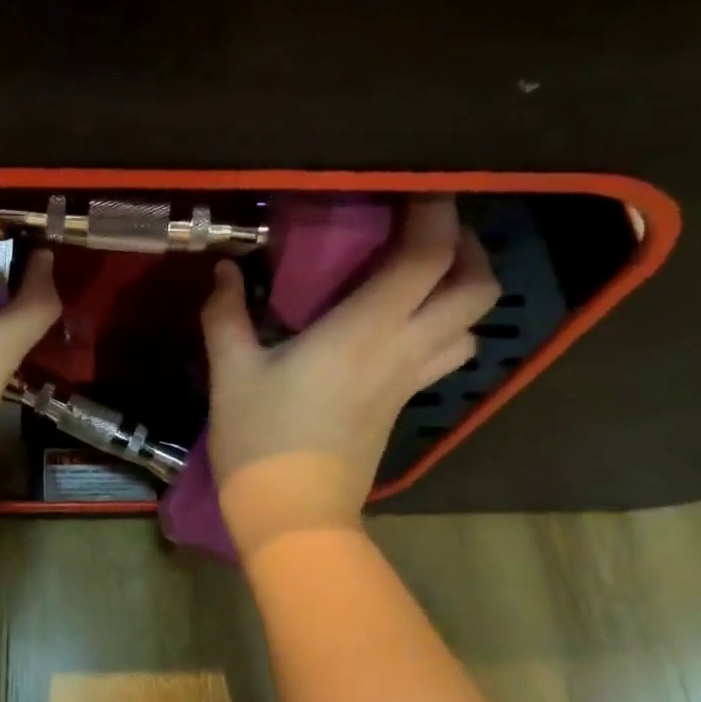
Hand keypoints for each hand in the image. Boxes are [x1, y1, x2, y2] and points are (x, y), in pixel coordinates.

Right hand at [202, 197, 500, 527]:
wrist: (293, 512)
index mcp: (362, 332)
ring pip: (471, 327)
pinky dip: (444, 328)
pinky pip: (446, 355)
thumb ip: (226, 315)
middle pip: (475, 290)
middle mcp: (401, 350)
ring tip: (425, 276)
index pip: (425, 259)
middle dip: (467, 248)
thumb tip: (225, 272)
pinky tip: (404, 326)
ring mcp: (409, 382)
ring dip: (463, 292)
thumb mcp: (231, 373)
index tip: (422, 188)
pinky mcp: (403, 406)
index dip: (435, 215)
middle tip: (429, 231)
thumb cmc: (260, 439)